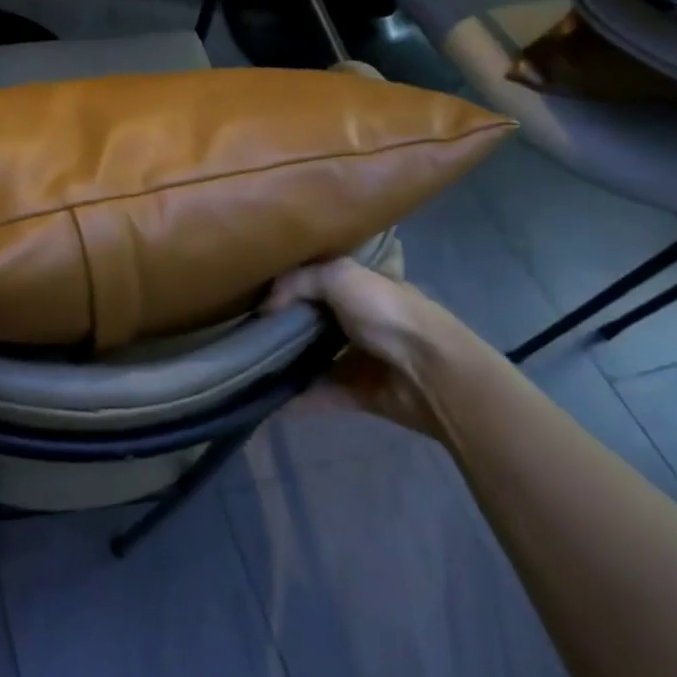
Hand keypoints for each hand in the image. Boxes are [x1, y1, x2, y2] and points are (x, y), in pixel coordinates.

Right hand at [264, 249, 458, 440]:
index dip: (287, 285)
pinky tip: (267, 400)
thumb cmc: (388, 313)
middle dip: (281, 326)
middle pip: (312, 321)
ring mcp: (361, 358)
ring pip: (315, 359)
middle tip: (243, 331)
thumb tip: (266, 307)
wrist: (433, 373)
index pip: (318, 280)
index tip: (252, 293)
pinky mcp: (360, 393)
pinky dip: (298, 399)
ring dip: (287, 364)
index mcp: (360, 287)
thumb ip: (298, 282)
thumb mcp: (340, 276)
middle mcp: (360, 320)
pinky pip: (322, 395)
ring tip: (248, 366)